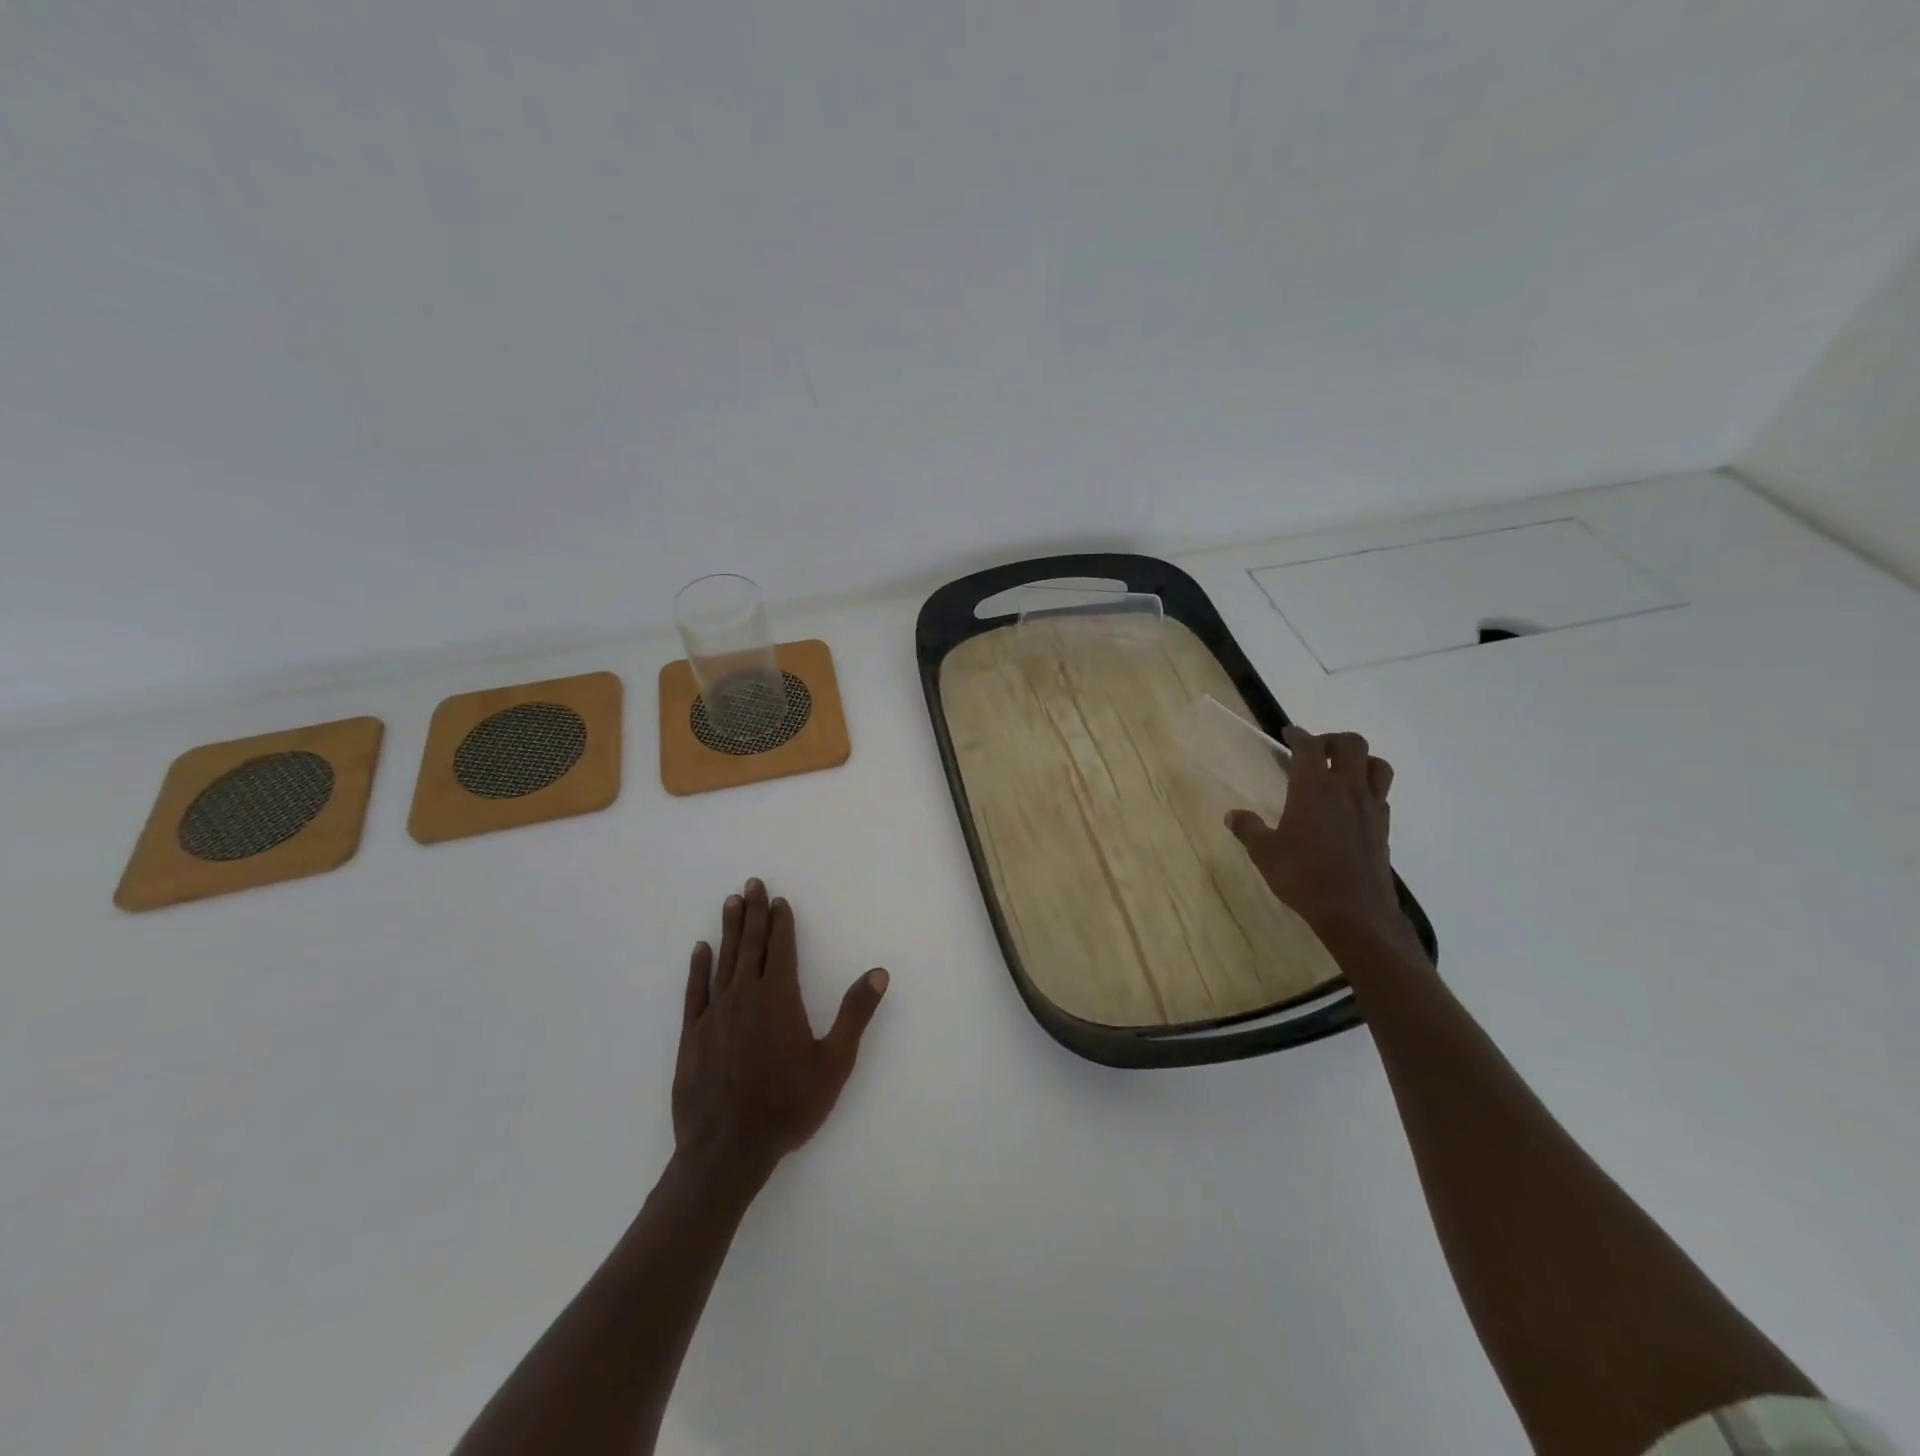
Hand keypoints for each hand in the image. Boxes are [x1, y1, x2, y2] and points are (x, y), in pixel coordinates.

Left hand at [673, 879, 889, 1192]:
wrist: (727, 1150)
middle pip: (751, 945)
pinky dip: (698, 967)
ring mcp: (715, 1013)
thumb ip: (855, 1014)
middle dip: (754, 913)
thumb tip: (878, 973)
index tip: (779, 900)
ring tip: (731, 902)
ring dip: (729, 930)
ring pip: (724, 960)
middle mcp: (746, 995)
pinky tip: (700, 949)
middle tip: (752, 884)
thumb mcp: (834, 1062)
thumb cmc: (787, 1105)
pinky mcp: (692, 1034)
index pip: (782, 948)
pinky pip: (695, 990)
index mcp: (780, 998)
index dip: (781, 922)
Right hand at [1227, 726, 1421, 952]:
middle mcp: (1346, 788)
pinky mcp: (1383, 827)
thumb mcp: (1265, 853)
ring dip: (1359, 759)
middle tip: (1314, 750)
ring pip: (1376, 765)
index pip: (1308, 746)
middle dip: (1331, 740)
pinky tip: (1351, 805)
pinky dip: (1367, 788)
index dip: (1298, 735)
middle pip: (1350, 744)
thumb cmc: (1303, 876)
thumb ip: (1249, 829)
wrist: (1355, 911)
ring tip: (1340, 771)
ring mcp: (1370, 807)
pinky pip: (1381, 794)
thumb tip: (1232, 815)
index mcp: (1313, 787)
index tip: (1288, 734)